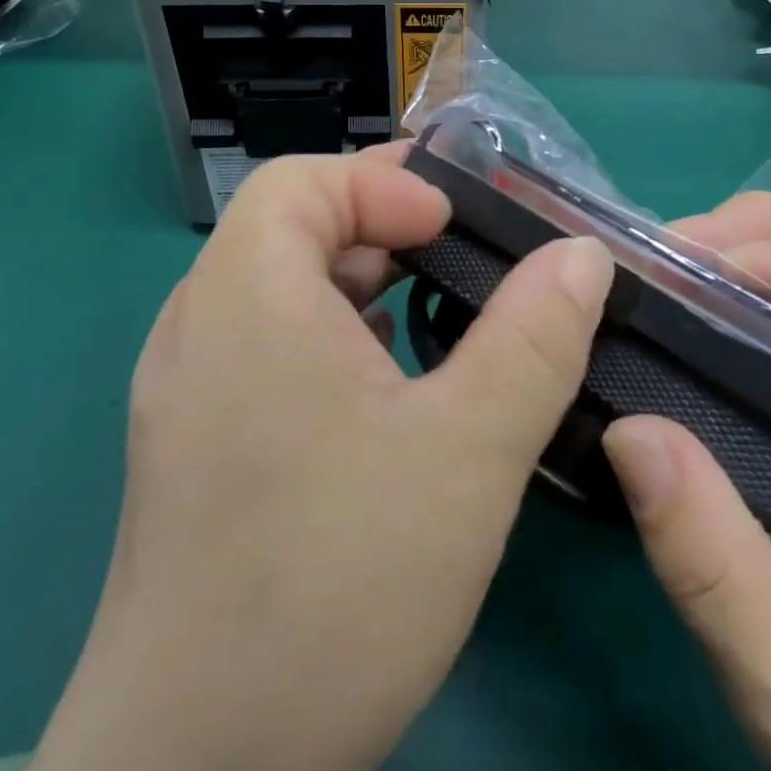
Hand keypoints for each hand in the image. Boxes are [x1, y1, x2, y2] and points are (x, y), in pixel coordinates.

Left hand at [25, 147, 614, 770]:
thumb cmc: (334, 590)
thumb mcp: (466, 453)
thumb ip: (534, 338)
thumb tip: (581, 252)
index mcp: (245, 298)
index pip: (300, 181)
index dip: (380, 186)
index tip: (453, 229)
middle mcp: (200, 326)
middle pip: (291, 227)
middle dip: (386, 228)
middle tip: (467, 260)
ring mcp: (188, 389)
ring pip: (284, 288)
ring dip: (364, 282)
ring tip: (441, 318)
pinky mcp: (198, 444)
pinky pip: (271, 346)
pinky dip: (336, 335)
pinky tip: (390, 391)